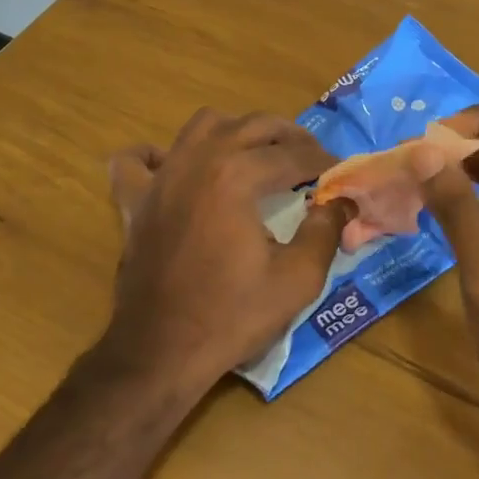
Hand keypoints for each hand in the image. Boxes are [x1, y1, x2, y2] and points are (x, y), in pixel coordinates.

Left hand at [103, 109, 348, 395]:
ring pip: (201, 126)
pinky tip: (174, 164)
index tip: (340, 173)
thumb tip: (343, 202)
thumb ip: (325, 231)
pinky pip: (136, 160)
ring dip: (235, 131)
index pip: (291, 155)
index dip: (322, 162)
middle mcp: (197, 162)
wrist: (161, 352)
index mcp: (236, 176)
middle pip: (251, 126)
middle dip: (288, 136)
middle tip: (311, 158)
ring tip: (256, 154)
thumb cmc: (232, 316)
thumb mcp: (297, 279)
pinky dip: (156, 155)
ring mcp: (161, 178)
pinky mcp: (135, 201)